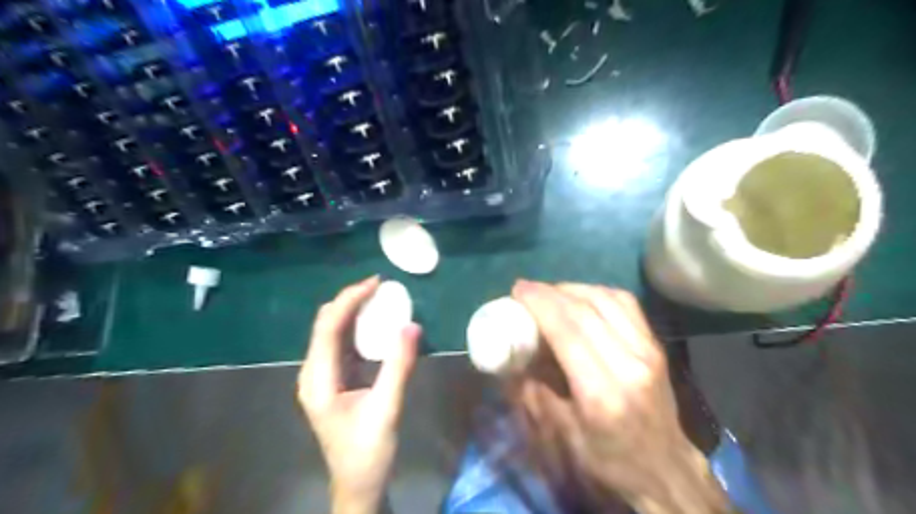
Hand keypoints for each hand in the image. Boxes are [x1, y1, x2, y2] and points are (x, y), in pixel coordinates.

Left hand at [300, 277, 420, 513]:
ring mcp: (322, 375)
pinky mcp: (335, 379)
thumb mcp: (387, 409)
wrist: (358, 483)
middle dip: (350, 300)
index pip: (328, 327)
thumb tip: (412, 325)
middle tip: (381, 286)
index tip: (376, 282)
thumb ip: (399, 366)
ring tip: (380, 297)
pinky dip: (358, 327)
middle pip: (326, 324)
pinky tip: (376, 322)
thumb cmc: (368, 452)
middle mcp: (314, 372)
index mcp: (318, 379)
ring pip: (333, 331)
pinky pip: (343, 343)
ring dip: (354, 311)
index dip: (349, 300)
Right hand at [513, 282, 733, 513]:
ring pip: (606, 299)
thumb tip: (512, 356)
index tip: (517, 290)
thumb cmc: (608, 459)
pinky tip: (581, 297)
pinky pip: (625, 303)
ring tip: (550, 292)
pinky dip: (597, 292)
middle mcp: (629, 363)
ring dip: (572, 288)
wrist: (665, 468)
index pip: (568, 330)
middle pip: (585, 309)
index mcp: (601, 392)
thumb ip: (533, 392)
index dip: (540, 303)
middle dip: (550, 292)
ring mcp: (648, 350)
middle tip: (526, 289)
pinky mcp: (656, 344)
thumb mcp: (562, 435)